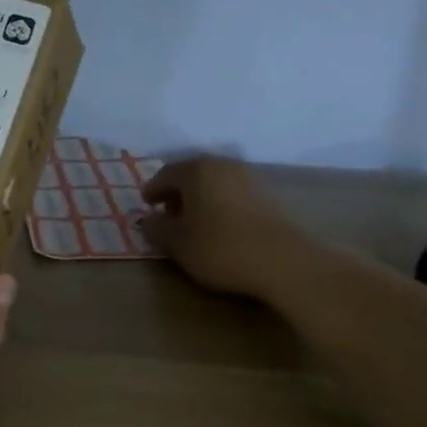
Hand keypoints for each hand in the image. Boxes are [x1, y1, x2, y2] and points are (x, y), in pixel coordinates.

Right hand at [139, 156, 313, 298]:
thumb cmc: (219, 247)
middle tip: (167, 213)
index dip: (153, 190)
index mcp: (197, 170)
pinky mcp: (267, 196)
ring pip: (214, 183)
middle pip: (192, 174)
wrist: (280, 261)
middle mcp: (223, 165)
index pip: (166, 174)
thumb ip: (157, 228)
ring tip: (193, 223)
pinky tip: (219, 226)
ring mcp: (249, 178)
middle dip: (177, 193)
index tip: (146, 205)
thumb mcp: (178, 243)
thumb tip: (147, 220)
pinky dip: (220, 204)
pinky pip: (233, 194)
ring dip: (200, 199)